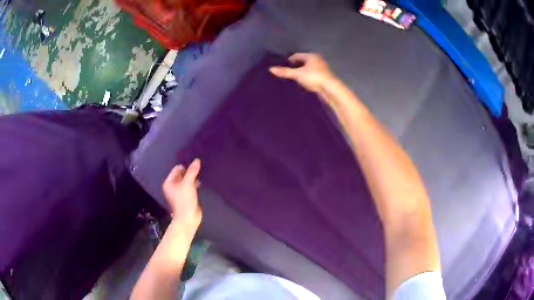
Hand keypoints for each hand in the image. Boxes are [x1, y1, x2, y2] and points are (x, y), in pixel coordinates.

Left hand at [163, 159, 202, 231]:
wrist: (188, 218)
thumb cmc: (184, 200)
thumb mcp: (188, 184)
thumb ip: (192, 171)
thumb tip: (197, 160)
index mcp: (169, 182)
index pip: (177, 169)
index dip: (186, 166)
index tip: (196, 165)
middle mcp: (173, 186)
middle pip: (182, 175)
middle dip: (190, 172)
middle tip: (200, 169)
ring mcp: (180, 192)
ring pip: (187, 181)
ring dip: (193, 178)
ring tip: (202, 175)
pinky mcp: (187, 197)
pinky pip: (191, 187)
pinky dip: (195, 185)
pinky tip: (201, 183)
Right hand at [269, 53, 334, 92]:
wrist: (330, 88)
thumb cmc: (313, 77)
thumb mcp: (297, 74)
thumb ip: (285, 72)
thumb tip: (271, 69)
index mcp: (311, 56)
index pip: (297, 55)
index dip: (289, 60)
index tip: (283, 66)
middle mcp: (317, 60)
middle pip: (303, 61)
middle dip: (296, 66)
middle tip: (287, 72)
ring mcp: (322, 68)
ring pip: (308, 68)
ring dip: (302, 72)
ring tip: (294, 78)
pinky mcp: (324, 77)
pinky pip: (312, 74)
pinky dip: (307, 77)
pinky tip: (303, 83)